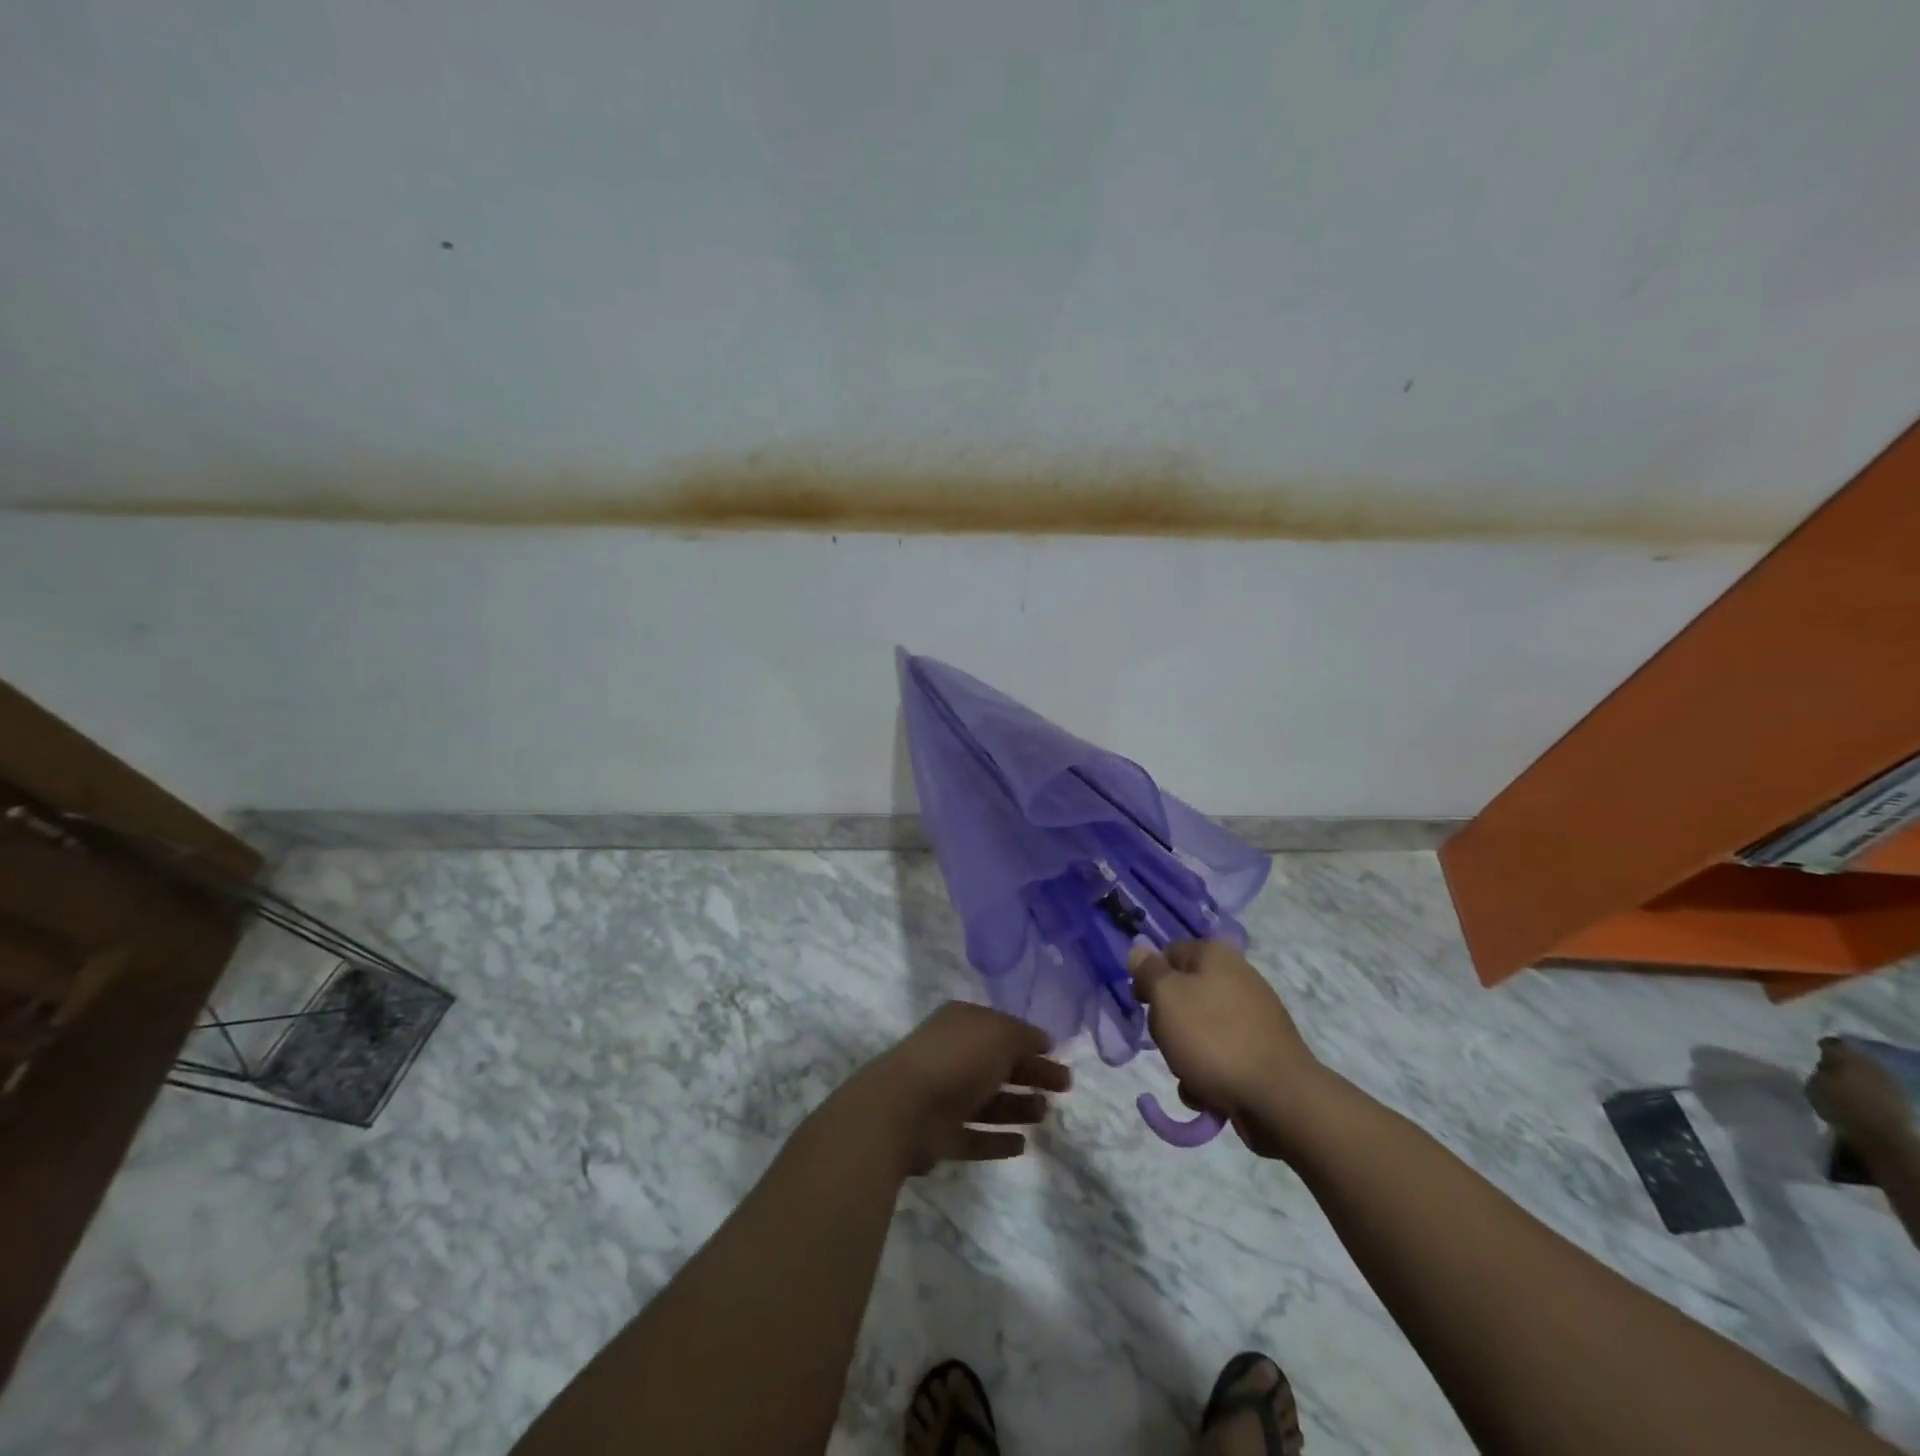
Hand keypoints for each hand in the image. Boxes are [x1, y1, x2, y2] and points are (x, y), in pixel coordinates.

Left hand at [847, 1002, 1070, 1175]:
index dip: (1030, 1041)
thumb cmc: (956, 1060)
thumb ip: (1025, 1037)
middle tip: (1064, 1087)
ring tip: (1045, 1114)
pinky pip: (975, 1137)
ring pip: (988, 1101)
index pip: (1002, 1029)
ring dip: (1017, 1107)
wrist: (902, 1109)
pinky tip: (1022, 1144)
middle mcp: (952, 1055)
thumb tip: (1043, 1041)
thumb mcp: (1000, 1034)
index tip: (1057, 1054)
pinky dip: (997, 1140)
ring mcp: (943, 1097)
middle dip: (1030, 1073)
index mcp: (962, 1023)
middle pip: (998, 1065)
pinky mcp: (940, 1136)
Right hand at [1129, 940, 1321, 1156]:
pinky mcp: (1261, 1053)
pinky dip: (1208, 1075)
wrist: (1279, 1098)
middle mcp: (1237, 979)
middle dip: (1168, 1023)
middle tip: (1167, 1041)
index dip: (1150, 977)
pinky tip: (1209, 1094)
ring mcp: (1252, 1018)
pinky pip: (1220, 1058)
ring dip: (1184, 1056)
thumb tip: (1139, 949)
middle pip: (1183, 995)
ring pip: (1198, 1031)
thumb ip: (1149, 971)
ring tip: (1190, 1076)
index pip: (1169, 953)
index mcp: (1216, 956)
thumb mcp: (1167, 997)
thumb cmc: (1213, 1038)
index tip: (1141, 1004)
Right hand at [1808, 1038, 1914, 1155]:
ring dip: (1859, 1073)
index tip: (1815, 1050)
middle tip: (1830, 1065)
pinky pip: (1881, 1084)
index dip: (1823, 1045)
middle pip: (1855, 1055)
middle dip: (1844, 1059)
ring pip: (1870, 1069)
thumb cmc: (1840, 1106)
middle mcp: (1870, 1063)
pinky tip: (1863, 1093)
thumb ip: (1818, 1072)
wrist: (1883, 1135)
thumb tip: (1824, 1068)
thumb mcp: (1813, 1086)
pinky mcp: (1901, 1096)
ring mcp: (1889, 1080)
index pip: (1832, 1043)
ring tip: (1847, 1080)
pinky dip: (1871, 1086)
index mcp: (1846, 1056)